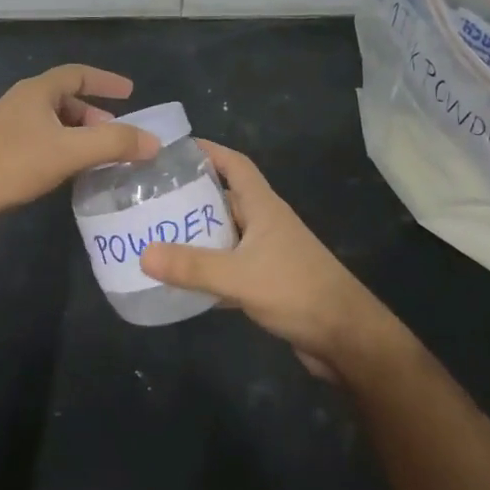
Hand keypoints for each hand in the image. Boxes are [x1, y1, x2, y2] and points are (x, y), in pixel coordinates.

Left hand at [0, 64, 159, 228]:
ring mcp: (9, 130)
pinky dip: (64, 153)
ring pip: (54, 125)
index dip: (105, 81)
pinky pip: (43, 146)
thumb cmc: (10, 163)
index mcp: (37, 92)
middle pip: (66, 100)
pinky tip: (72, 175)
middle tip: (118, 135)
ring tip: (101, 157)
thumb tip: (153, 142)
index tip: (130, 93)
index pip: (77, 74)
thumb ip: (114, 144)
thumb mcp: (68, 151)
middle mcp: (23, 104)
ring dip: (80, 137)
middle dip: (95, 115)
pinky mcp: (2, 155)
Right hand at [140, 141, 398, 378]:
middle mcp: (265, 223)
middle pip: (225, 197)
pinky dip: (207, 268)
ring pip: (225, 233)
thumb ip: (192, 265)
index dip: (208, 151)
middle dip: (190, 195)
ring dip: (196, 233)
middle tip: (150, 197)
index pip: (235, 164)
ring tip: (156, 233)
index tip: (173, 150)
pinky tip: (181, 278)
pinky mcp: (268, 282)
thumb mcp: (240, 276)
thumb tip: (142, 254)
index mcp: (263, 206)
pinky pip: (229, 266)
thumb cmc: (297, 291)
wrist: (346, 339)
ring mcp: (268, 253)